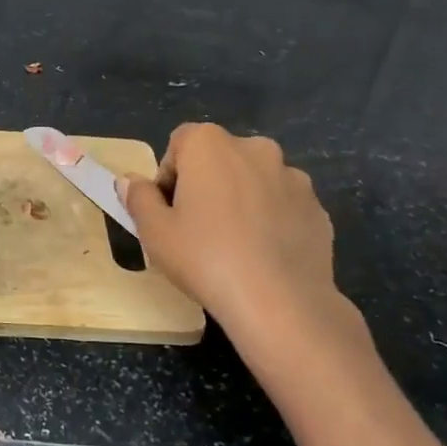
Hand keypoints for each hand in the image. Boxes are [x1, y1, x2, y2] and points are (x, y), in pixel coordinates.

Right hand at [120, 123, 367, 355]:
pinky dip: (271, 220)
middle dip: (207, 184)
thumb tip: (130, 182)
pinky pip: (283, 206)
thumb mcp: (155, 231)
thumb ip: (139, 198)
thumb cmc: (205, 258)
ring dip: (242, 199)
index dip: (169, 175)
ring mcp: (292, 177)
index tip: (169, 211)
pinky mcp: (317, 207)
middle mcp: (254, 148)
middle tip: (197, 227)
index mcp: (210, 144)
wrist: (281, 302)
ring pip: (254, 181)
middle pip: (220, 158)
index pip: (180, 143)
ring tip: (234, 244)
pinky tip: (263, 255)